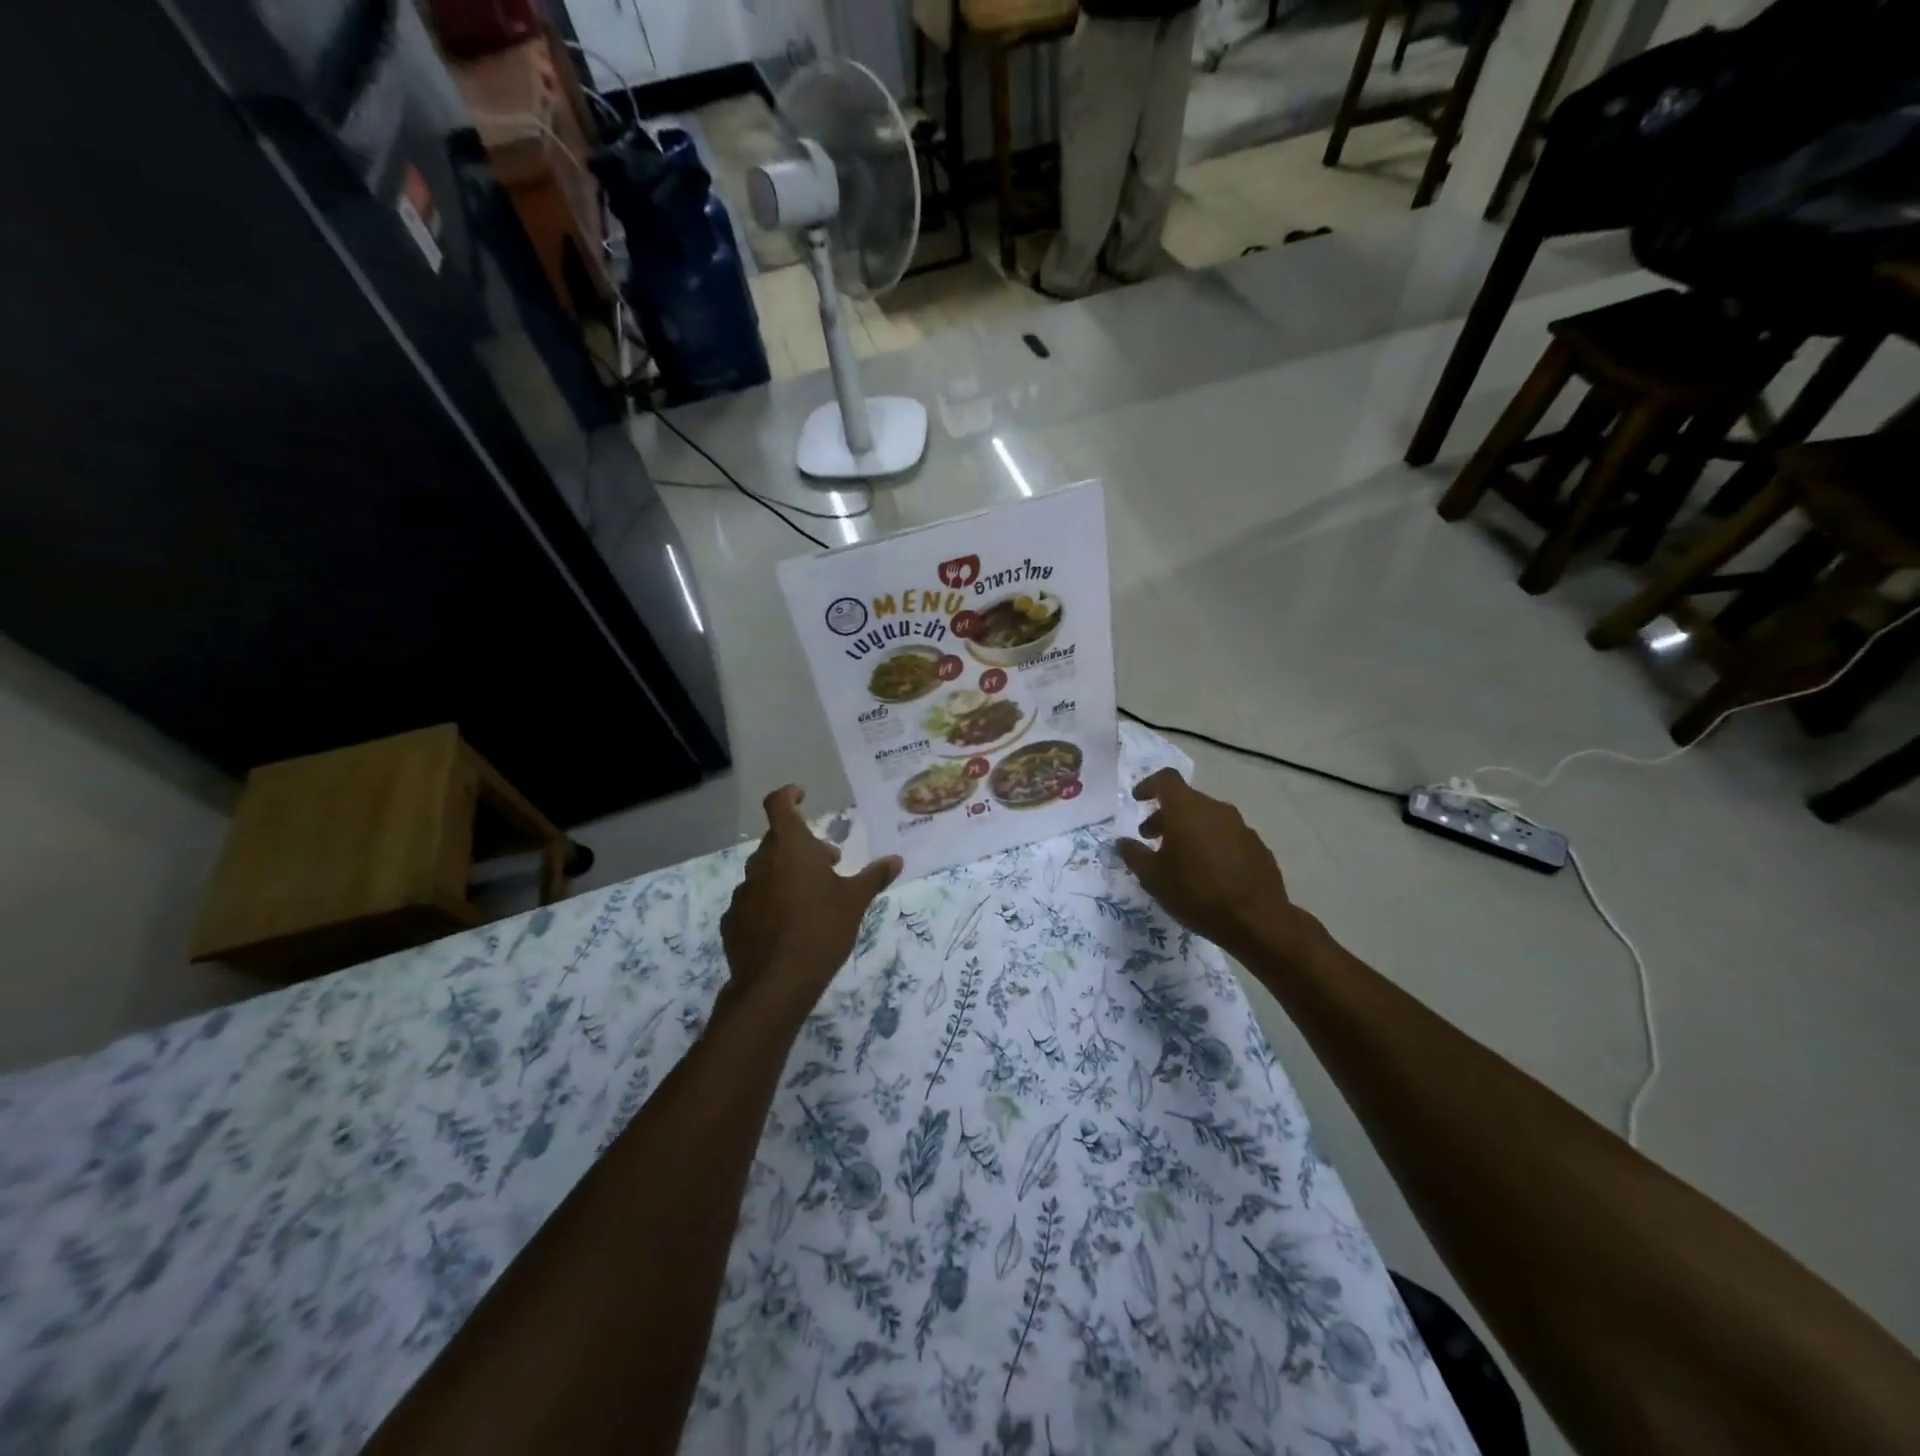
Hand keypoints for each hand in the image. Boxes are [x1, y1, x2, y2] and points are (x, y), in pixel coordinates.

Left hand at [721, 786, 902, 1012]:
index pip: (778, 804)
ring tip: (812, 897)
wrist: (776, 984)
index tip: (802, 795)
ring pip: (766, 871)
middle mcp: (761, 863)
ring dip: (787, 874)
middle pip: (778, 840)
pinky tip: (788, 925)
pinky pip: (754, 900)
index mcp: (789, 848)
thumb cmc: (821, 930)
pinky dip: (770, 901)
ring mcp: (743, 893)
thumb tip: (896, 859)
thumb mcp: (855, 901)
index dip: (789, 795)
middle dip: (803, 845)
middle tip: (830, 862)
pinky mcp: (733, 921)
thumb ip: (874, 876)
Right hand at [1117, 769, 1306, 959]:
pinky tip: (1208, 872)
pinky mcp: (1257, 845)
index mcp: (1187, 809)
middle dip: (1165, 815)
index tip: (1138, 799)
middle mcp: (1215, 809)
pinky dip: (1212, 844)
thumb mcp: (1153, 877)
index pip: (1166, 779)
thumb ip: (1134, 854)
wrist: (1256, 920)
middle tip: (1151, 838)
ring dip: (1189, 830)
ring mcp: (1240, 826)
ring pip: (1207, 818)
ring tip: (1179, 858)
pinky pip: (1227, 836)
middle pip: (1186, 800)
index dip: (1148, 785)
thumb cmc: (1195, 892)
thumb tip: (1122, 842)